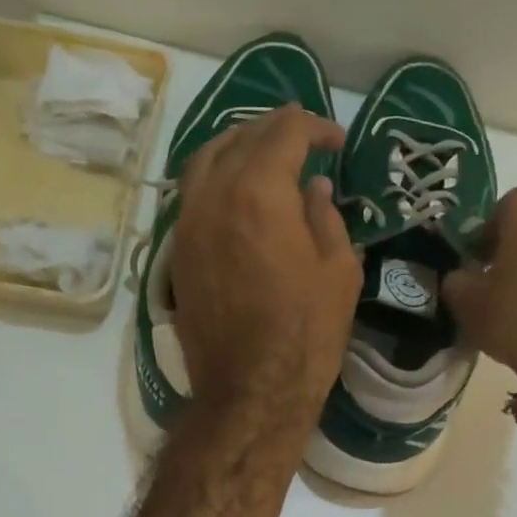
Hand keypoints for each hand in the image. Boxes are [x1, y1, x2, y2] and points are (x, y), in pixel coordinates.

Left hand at [171, 104, 360, 429]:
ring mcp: (188, 223)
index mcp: (259, 192)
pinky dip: (216, 177)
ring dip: (238, 145)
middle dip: (276, 129)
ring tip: (265, 152)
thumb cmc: (307, 333)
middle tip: (305, 137)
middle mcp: (213, 195)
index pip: (285, 132)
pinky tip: (238, 190)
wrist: (250, 389)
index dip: (315, 127)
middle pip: (241, 138)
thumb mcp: (339, 270)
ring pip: (205, 160)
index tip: (337, 143)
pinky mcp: (178, 251)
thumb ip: (325, 217)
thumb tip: (313, 188)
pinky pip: (192, 193)